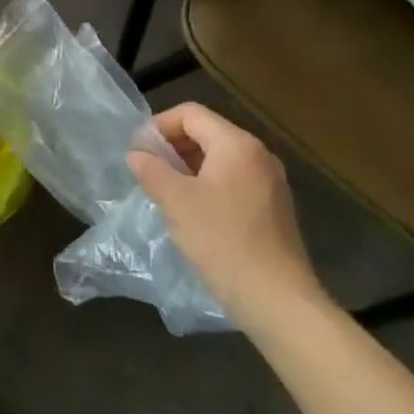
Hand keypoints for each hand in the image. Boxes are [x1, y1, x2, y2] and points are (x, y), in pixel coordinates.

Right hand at [126, 103, 332, 331]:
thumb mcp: (175, 201)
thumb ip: (151, 170)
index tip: (138, 152)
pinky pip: (234, 182)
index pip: (190, 114)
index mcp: (237, 145)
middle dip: (172, 147)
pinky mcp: (274, 209)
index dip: (159, 126)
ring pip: (220, 159)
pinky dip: (208, 186)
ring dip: (188, 168)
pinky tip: (193, 214)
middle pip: (207, 133)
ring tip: (165, 193)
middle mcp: (259, 155)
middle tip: (147, 172)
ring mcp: (271, 183)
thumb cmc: (221, 240)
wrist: (276, 299)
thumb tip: (137, 154)